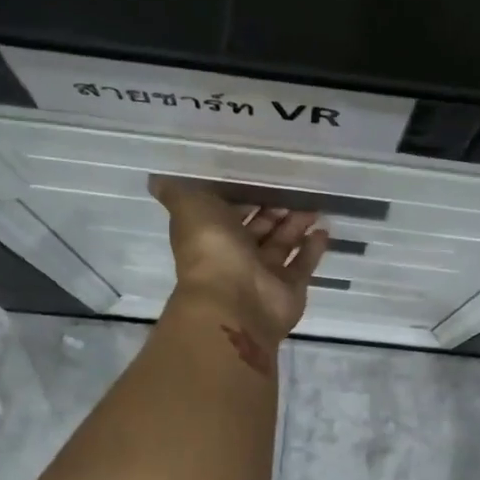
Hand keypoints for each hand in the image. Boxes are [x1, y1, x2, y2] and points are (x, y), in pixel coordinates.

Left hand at [151, 177, 329, 350]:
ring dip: (296, 226)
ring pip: (282, 245)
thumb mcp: (189, 208)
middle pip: (259, 229)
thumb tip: (156, 178)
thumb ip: (177, 192)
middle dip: (274, 211)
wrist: (234, 301)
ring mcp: (264, 275)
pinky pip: (303, 265)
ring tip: (314, 206)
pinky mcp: (289, 289)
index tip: (259, 178)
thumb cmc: (211, 249)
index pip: (227, 213)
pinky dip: (313, 249)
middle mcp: (236, 256)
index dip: (241, 198)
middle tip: (295, 191)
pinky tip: (324, 230)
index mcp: (212, 236)